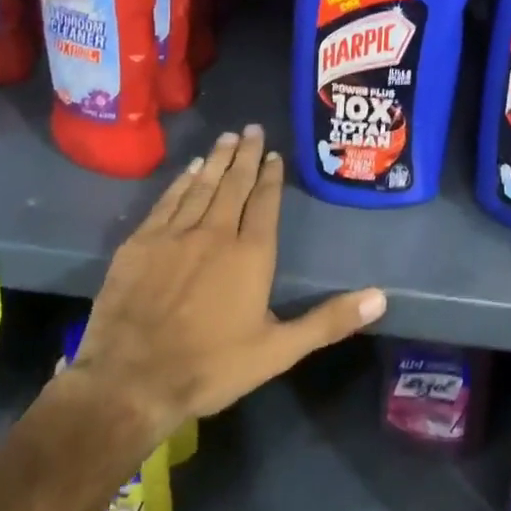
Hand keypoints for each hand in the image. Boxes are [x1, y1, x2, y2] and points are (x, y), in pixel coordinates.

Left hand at [62, 124, 387, 442]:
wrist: (130, 381)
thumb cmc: (211, 366)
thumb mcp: (278, 351)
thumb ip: (328, 321)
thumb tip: (381, 298)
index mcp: (251, 253)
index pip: (265, 202)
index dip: (271, 176)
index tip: (275, 154)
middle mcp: (215, 232)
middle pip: (234, 184)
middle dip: (245, 155)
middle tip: (252, 128)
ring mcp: (175, 234)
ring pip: (202, 186)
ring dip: (217, 160)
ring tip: (227, 137)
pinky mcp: (140, 243)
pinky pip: (167, 201)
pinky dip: (182, 181)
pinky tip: (190, 169)